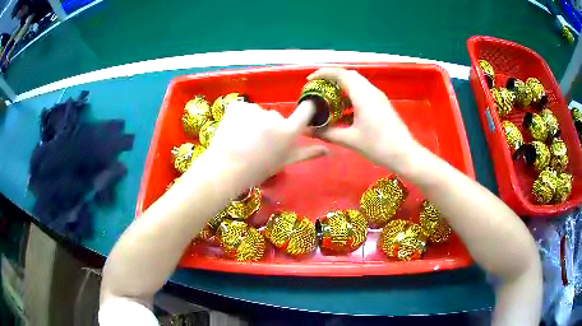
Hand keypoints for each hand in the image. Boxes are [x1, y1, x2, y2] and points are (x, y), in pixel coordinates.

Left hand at [203, 101, 328, 187]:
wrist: (225, 170)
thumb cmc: (258, 170)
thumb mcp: (285, 162)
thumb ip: (307, 153)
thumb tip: (328, 150)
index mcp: (288, 131)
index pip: (306, 110)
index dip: (306, 109)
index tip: (304, 112)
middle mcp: (274, 117)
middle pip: (277, 116)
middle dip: (270, 126)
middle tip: (259, 143)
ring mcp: (254, 110)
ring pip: (259, 113)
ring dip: (254, 122)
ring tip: (244, 139)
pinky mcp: (238, 106)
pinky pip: (243, 109)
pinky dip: (239, 117)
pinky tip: (234, 131)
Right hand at [309, 68, 419, 171]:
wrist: (404, 154)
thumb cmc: (378, 146)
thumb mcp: (350, 140)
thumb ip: (327, 133)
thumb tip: (308, 131)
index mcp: (363, 95)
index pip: (341, 74)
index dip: (323, 73)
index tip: (310, 80)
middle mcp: (371, 91)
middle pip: (349, 76)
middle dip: (332, 79)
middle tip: (318, 88)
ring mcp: (378, 98)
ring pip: (357, 85)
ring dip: (342, 89)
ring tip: (328, 100)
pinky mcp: (382, 105)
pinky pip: (363, 94)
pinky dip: (351, 98)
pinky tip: (343, 113)